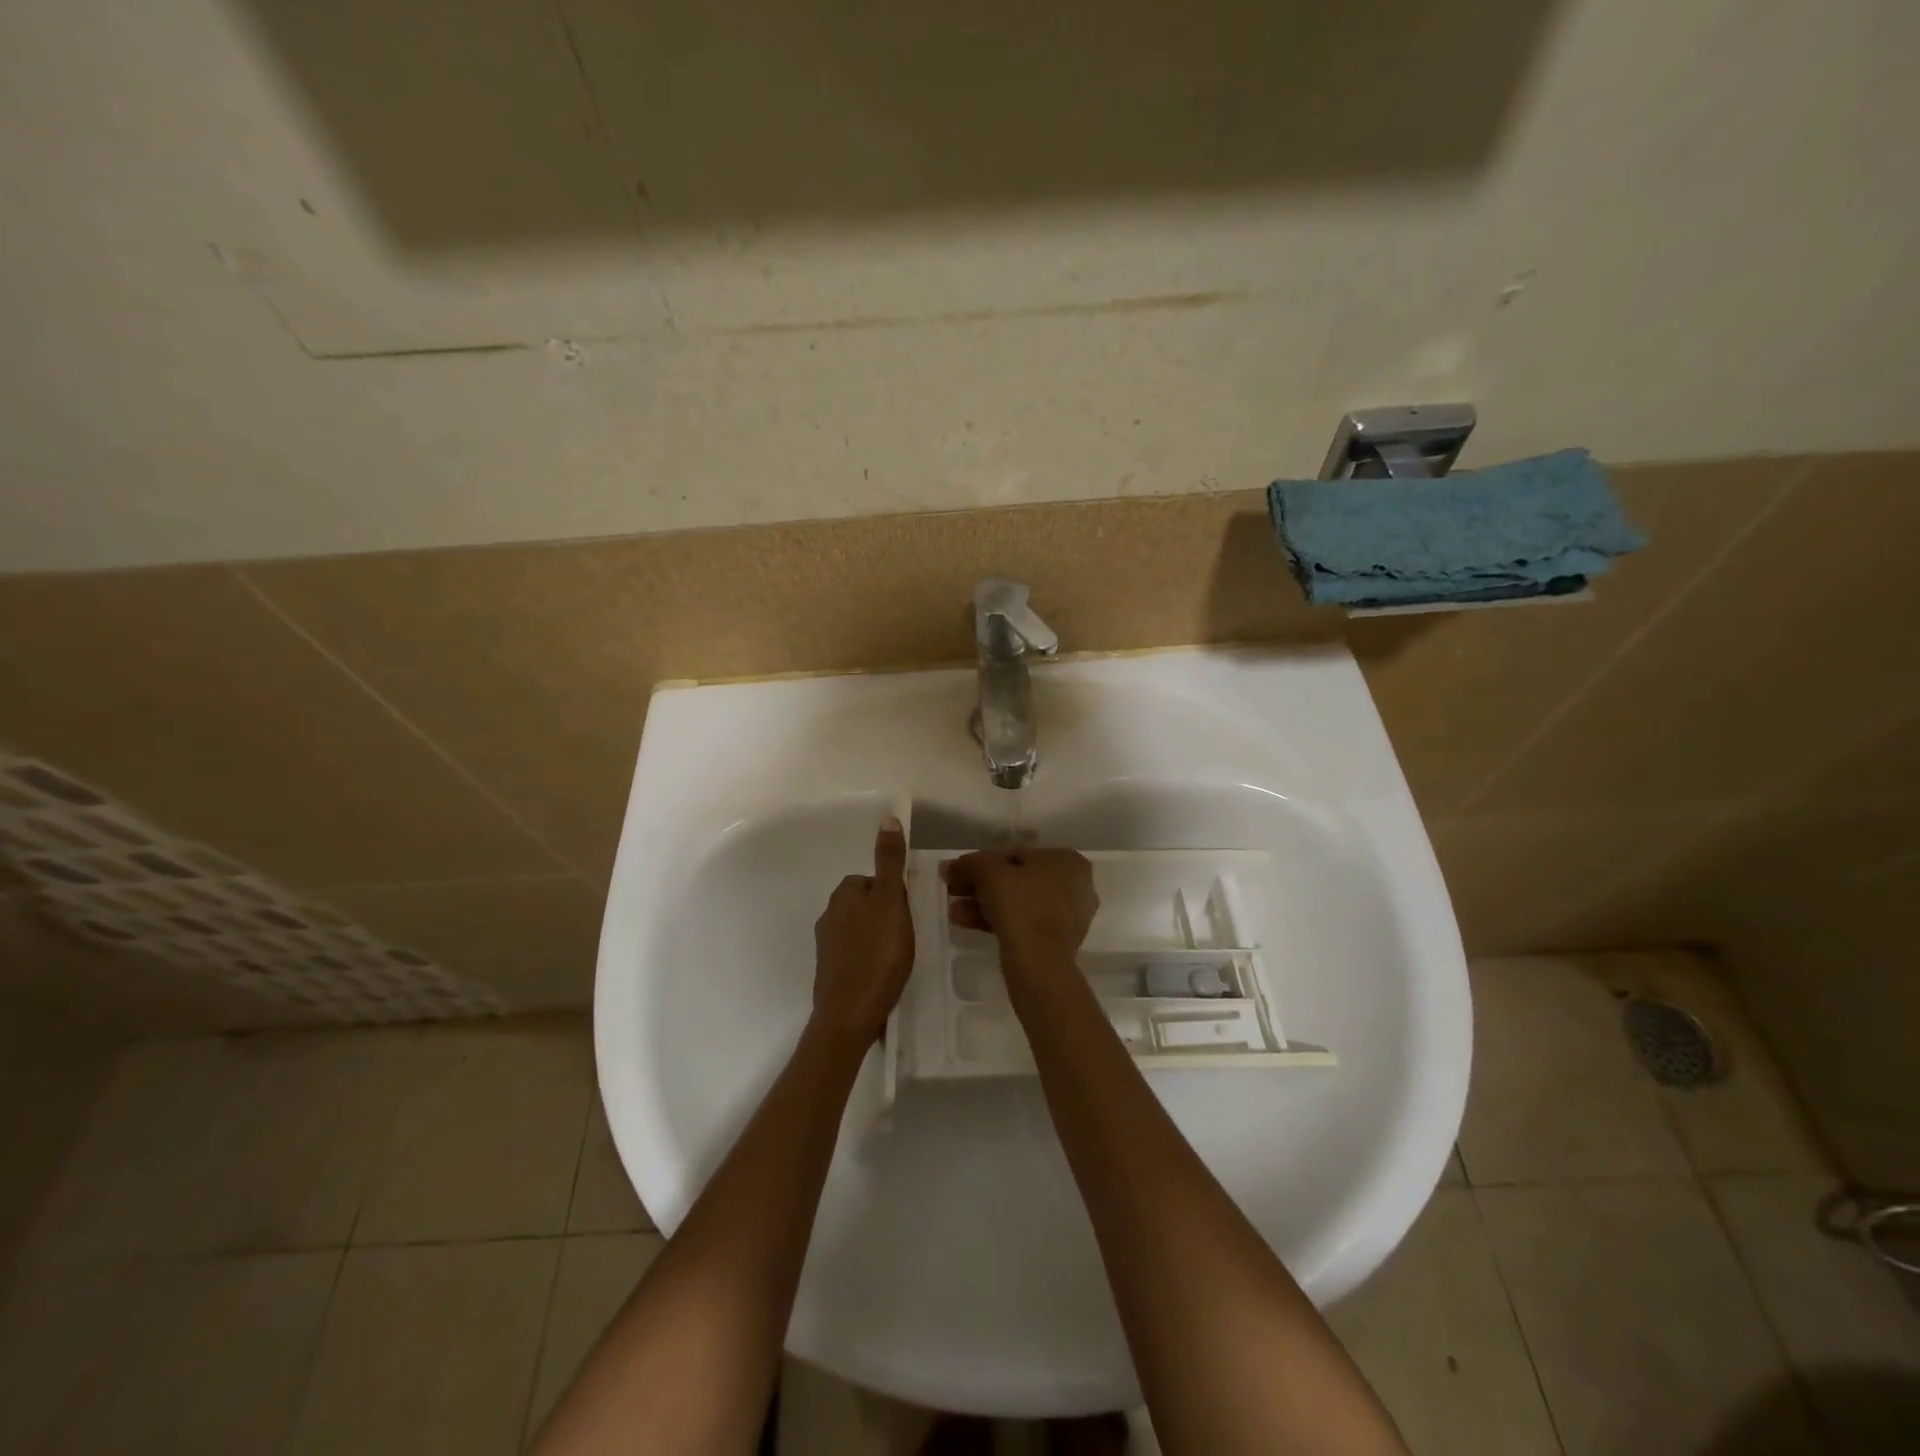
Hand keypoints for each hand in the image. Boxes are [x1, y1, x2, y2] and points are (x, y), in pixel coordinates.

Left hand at [811, 816, 913, 1045]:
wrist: (849, 1015)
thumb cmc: (876, 955)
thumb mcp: (891, 902)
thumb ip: (890, 863)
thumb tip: (888, 819)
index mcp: (843, 895)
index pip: (872, 880)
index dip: (894, 894)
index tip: (908, 914)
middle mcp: (828, 915)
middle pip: (865, 905)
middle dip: (884, 916)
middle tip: (906, 937)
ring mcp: (826, 947)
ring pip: (859, 931)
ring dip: (876, 939)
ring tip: (898, 958)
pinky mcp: (829, 974)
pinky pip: (854, 957)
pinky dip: (868, 961)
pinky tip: (883, 977)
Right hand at [939, 848, 1097, 976]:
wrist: (1039, 962)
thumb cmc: (1021, 905)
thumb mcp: (989, 873)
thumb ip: (969, 864)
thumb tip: (949, 867)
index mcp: (1067, 861)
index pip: (1016, 855)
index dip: (981, 863)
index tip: (958, 872)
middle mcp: (1075, 886)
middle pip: (1017, 880)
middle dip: (980, 886)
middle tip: (953, 891)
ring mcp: (1068, 916)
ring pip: (1018, 903)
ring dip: (983, 904)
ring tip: (954, 912)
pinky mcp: (1057, 942)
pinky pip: (1023, 923)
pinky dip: (997, 921)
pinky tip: (966, 923)